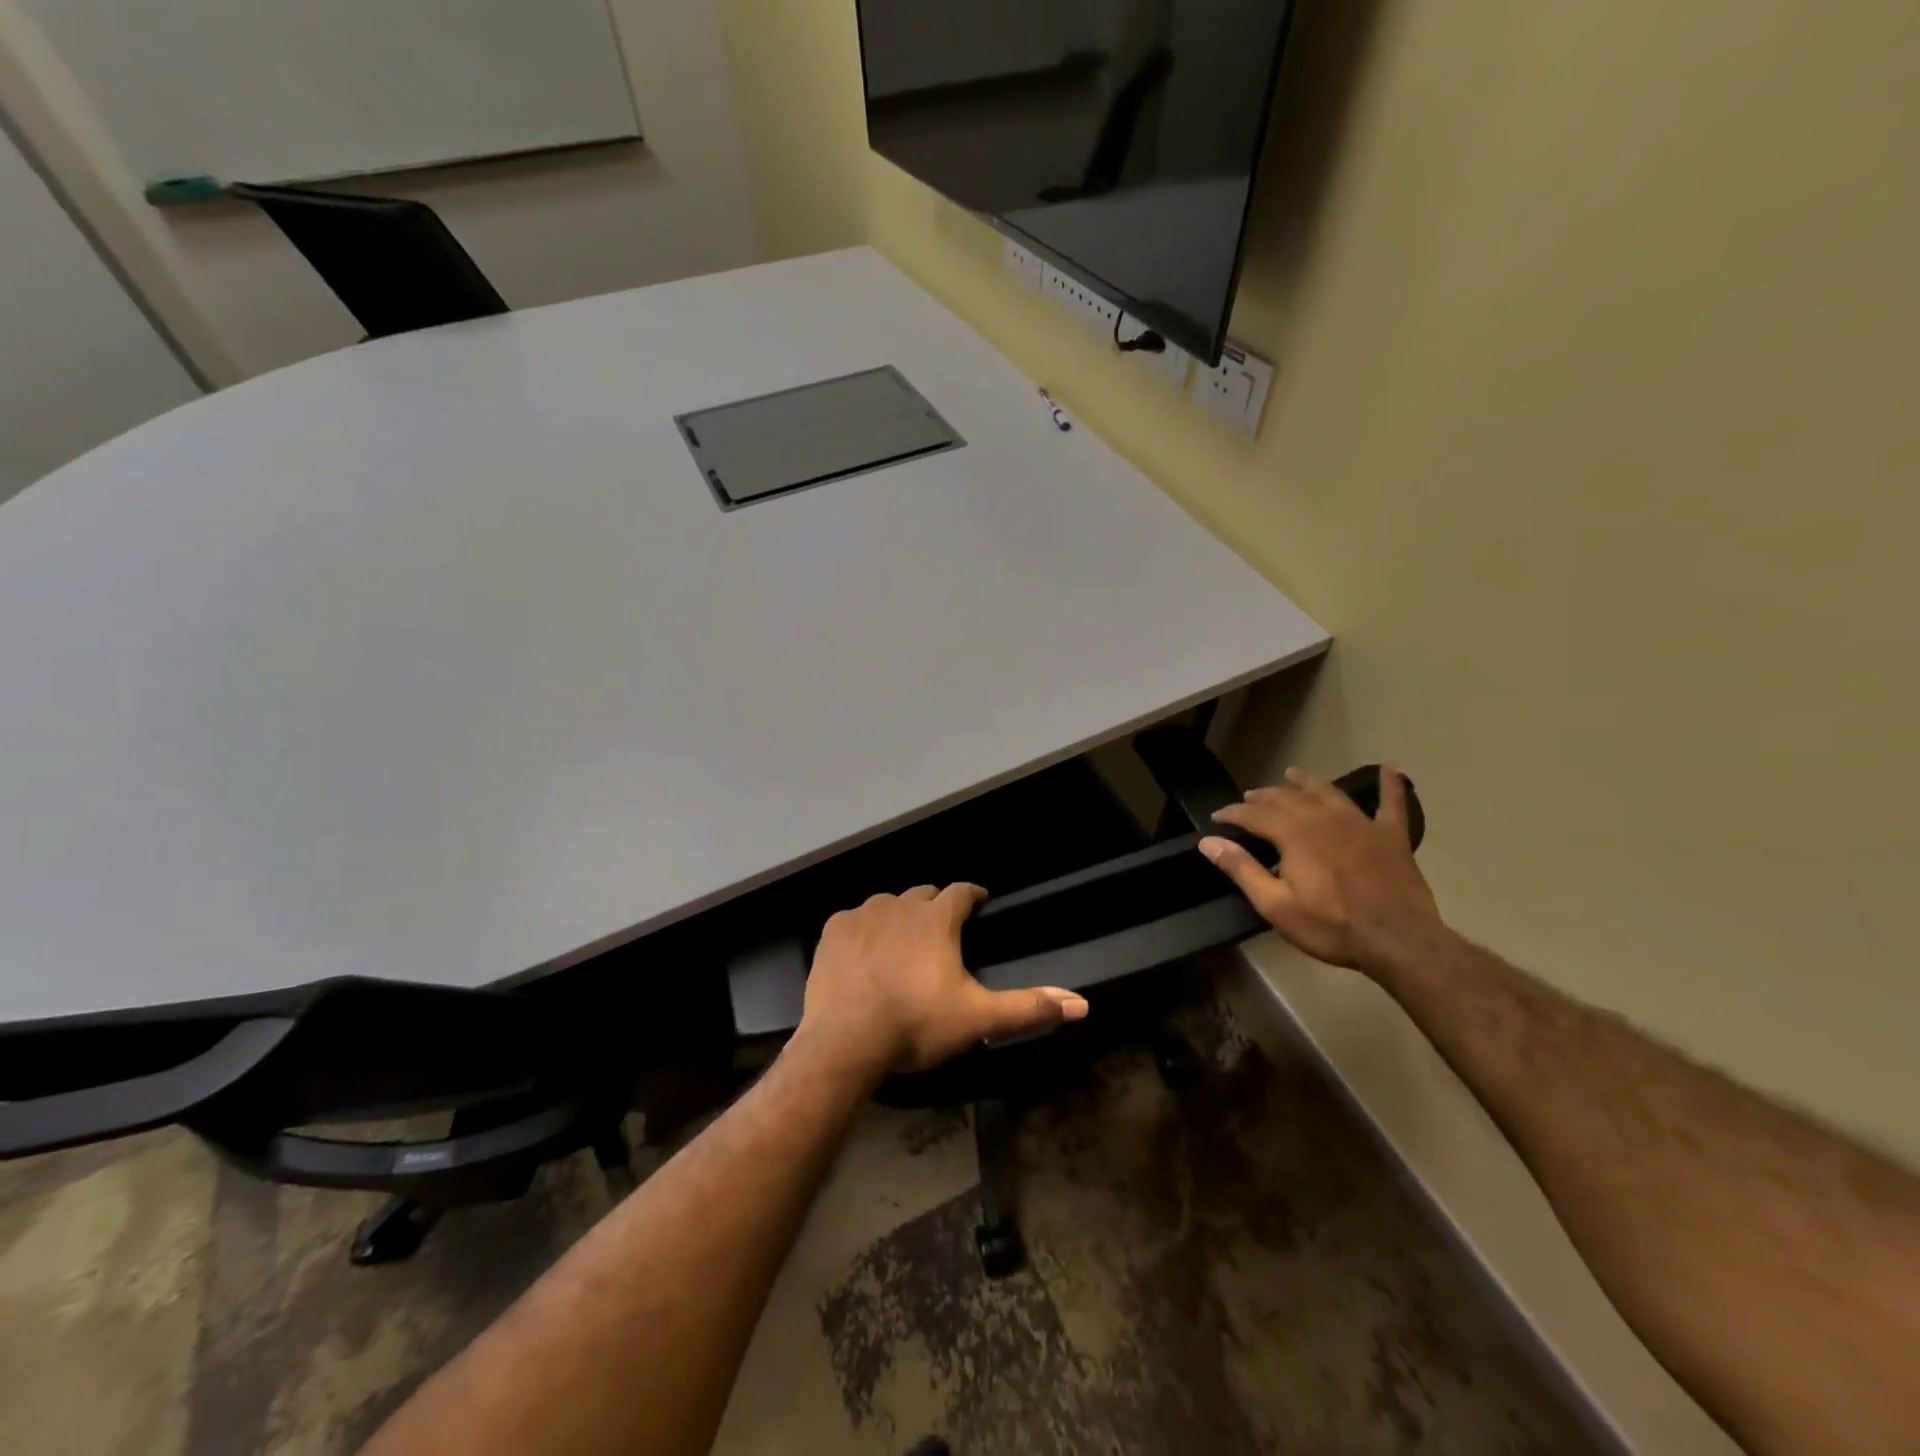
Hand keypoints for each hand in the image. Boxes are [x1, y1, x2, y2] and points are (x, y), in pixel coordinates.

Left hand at [798, 884, 1088, 1074]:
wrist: (846, 1041)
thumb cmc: (917, 1024)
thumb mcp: (978, 1019)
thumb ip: (1028, 1008)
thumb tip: (1081, 1005)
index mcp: (937, 919)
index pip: (962, 892)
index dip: (973, 895)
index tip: (979, 902)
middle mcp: (900, 905)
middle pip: (923, 894)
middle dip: (934, 906)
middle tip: (940, 932)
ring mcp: (862, 915)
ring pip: (887, 904)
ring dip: (897, 917)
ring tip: (900, 944)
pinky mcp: (833, 931)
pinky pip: (852, 920)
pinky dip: (861, 931)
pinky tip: (862, 954)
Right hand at [1198, 766, 1446, 976]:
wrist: (1399, 941)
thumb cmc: (1331, 926)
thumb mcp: (1275, 904)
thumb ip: (1242, 868)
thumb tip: (1209, 841)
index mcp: (1294, 834)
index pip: (1254, 814)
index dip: (1232, 813)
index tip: (1217, 817)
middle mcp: (1324, 818)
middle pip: (1287, 797)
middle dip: (1264, 796)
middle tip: (1249, 798)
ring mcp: (1361, 823)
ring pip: (1328, 792)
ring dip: (1307, 782)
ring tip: (1292, 775)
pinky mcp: (1391, 836)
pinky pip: (1392, 803)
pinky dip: (1391, 785)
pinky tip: (1392, 769)